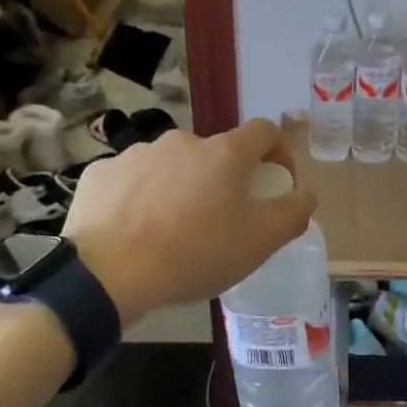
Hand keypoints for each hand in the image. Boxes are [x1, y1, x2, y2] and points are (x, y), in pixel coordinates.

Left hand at [63, 118, 317, 325]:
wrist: (106, 275)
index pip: (264, 131)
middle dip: (223, 181)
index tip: (276, 183)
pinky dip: (140, 198)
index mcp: (224, 153)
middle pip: (215, 154)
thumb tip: (305, 195)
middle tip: (219, 222)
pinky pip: (132, 181)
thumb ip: (293, 213)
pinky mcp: (101, 173)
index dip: (278, 152)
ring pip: (172, 167)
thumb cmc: (194, 254)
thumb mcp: (259, 242)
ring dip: (180, 189)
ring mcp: (137, 153)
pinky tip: (134, 231)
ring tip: (172, 232)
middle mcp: (182, 141)